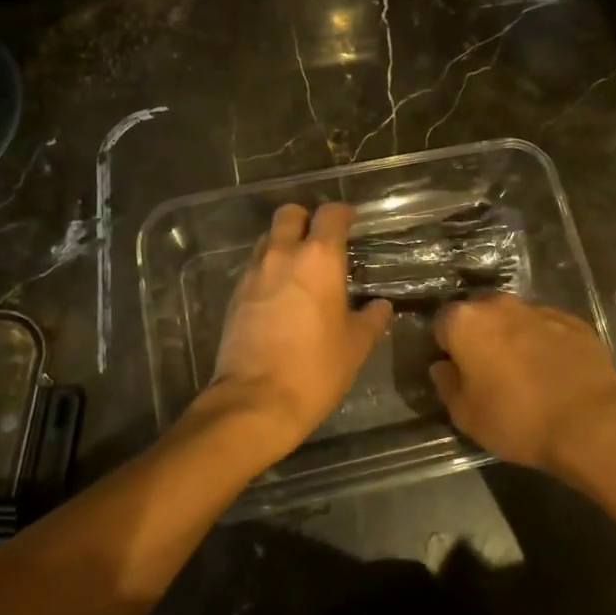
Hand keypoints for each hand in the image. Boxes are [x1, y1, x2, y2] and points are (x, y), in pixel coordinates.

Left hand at [194, 202, 393, 462]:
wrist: (255, 401)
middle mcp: (283, 255)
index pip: (330, 215)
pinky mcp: (235, 294)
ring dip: (284, 242)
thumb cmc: (315, 369)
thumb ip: (370, 319)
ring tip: (300, 267)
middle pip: (289, 214)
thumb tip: (380, 307)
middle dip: (306, 219)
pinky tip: (280, 293)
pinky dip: (268, 269)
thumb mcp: (355, 346)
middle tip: (321, 239)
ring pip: (268, 238)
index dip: (342, 213)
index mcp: (319, 259)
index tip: (351, 221)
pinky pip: (254, 266)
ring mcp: (254, 273)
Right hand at [431, 294, 615, 473]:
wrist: (592, 423)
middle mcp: (500, 305)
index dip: (447, 348)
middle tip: (488, 372)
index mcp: (466, 321)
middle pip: (480, 315)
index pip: (443, 324)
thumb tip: (443, 367)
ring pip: (515, 319)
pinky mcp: (574, 322)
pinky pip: (548, 329)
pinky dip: (545, 344)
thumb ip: (447, 385)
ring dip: (513, 338)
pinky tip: (554, 373)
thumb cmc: (517, 419)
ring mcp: (540, 310)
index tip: (457, 371)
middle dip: (480, 336)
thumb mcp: (466, 416)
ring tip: (525, 374)